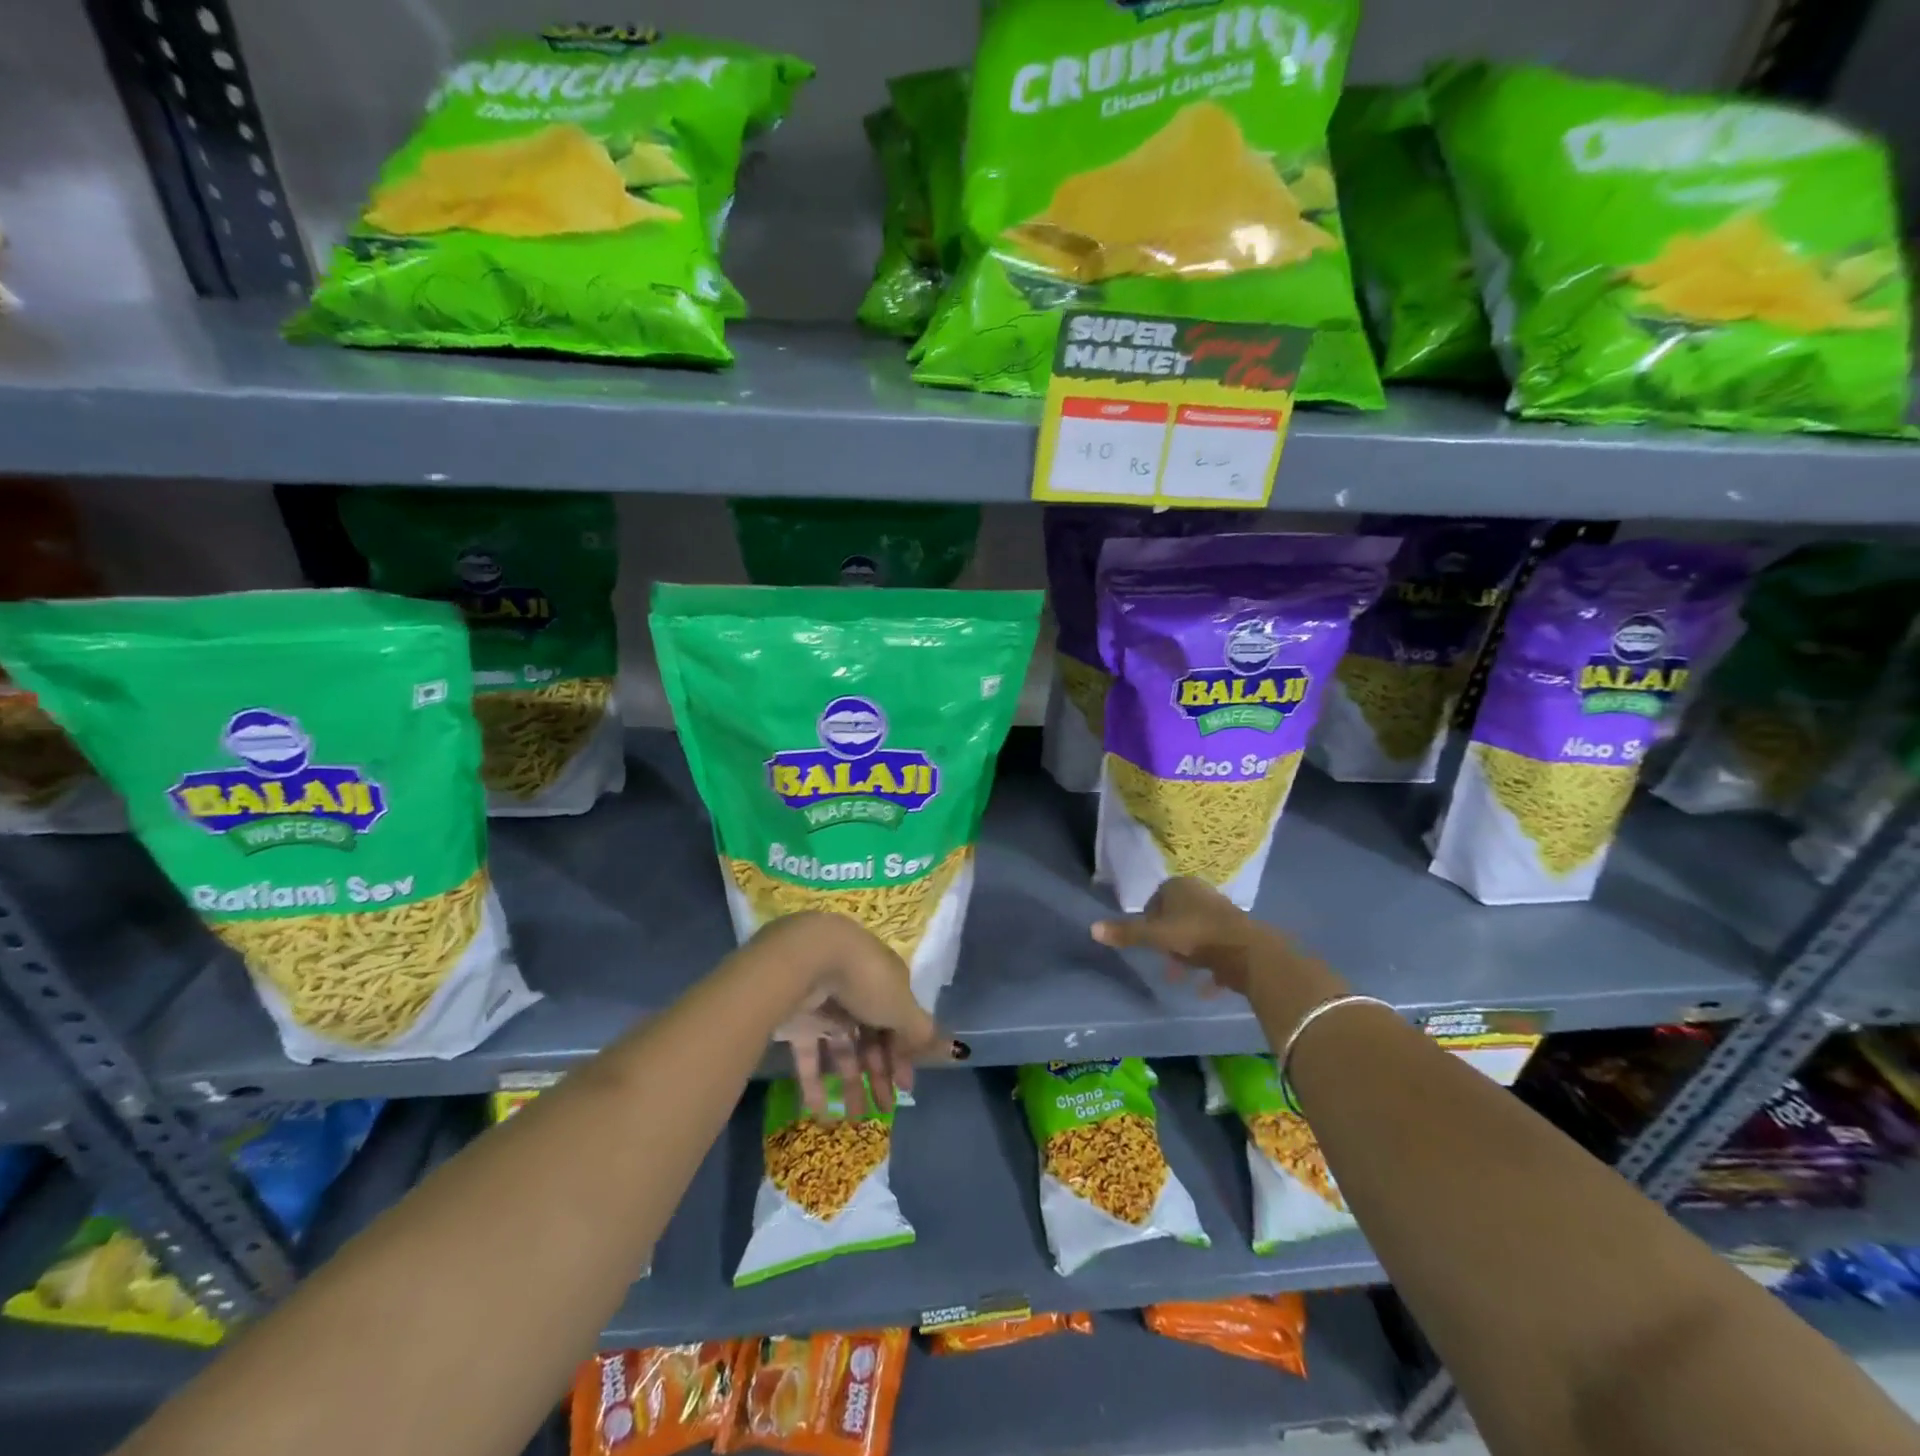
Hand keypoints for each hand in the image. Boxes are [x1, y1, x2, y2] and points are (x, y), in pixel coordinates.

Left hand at [756, 913, 946, 1117]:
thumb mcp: (901, 1007)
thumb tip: (953, 1049)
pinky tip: (820, 1111)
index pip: (898, 1021)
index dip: (904, 1054)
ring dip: (850, 1083)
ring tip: (855, 1119)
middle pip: (871, 1037)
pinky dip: (814, 1082)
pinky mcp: (797, 1019)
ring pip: (841, 1048)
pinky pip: (808, 1054)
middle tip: (885, 1109)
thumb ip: (921, 1032)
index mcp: (885, 982)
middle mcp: (857, 991)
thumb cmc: (865, 980)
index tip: (906, 1087)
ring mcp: (825, 1005)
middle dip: (879, 1073)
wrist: (807, 959)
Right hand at [1091, 876, 1282, 997]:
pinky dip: (1207, 967)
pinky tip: (1202, 987)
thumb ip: (1126, 933)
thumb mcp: (1155, 935)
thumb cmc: (1195, 935)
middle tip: (1162, 960)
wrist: (1247, 951)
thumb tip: (1092, 928)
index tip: (1147, 941)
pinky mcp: (1237, 934)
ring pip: (1195, 933)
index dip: (1149, 920)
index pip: (1156, 899)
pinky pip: (1215, 950)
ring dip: (1186, 954)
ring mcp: (1221, 913)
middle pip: (1176, 916)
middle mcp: (1201, 894)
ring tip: (1178, 976)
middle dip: (1167, 939)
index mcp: (1180, 887)